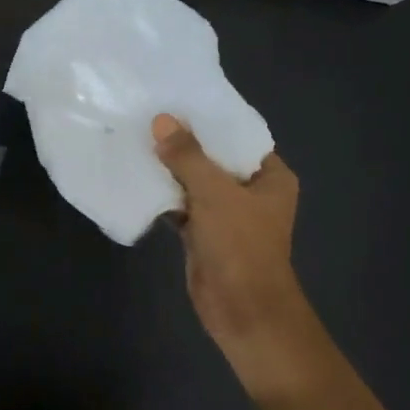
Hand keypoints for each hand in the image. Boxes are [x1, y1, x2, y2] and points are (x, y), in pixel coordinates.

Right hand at [152, 115, 321, 392]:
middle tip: (151, 116)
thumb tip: (162, 120)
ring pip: (196, 183)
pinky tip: (138, 177)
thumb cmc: (240, 245)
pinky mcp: (205, 234)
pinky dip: (164, 196)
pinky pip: (182, 206)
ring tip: (139, 139)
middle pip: (215, 159)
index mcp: (270, 177)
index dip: (211, 119)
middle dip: (185, 143)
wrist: (242, 310)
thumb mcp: (214, 193)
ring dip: (171, 169)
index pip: (240, 136)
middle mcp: (251, 192)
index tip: (179, 100)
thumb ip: (188, 156)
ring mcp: (227, 214)